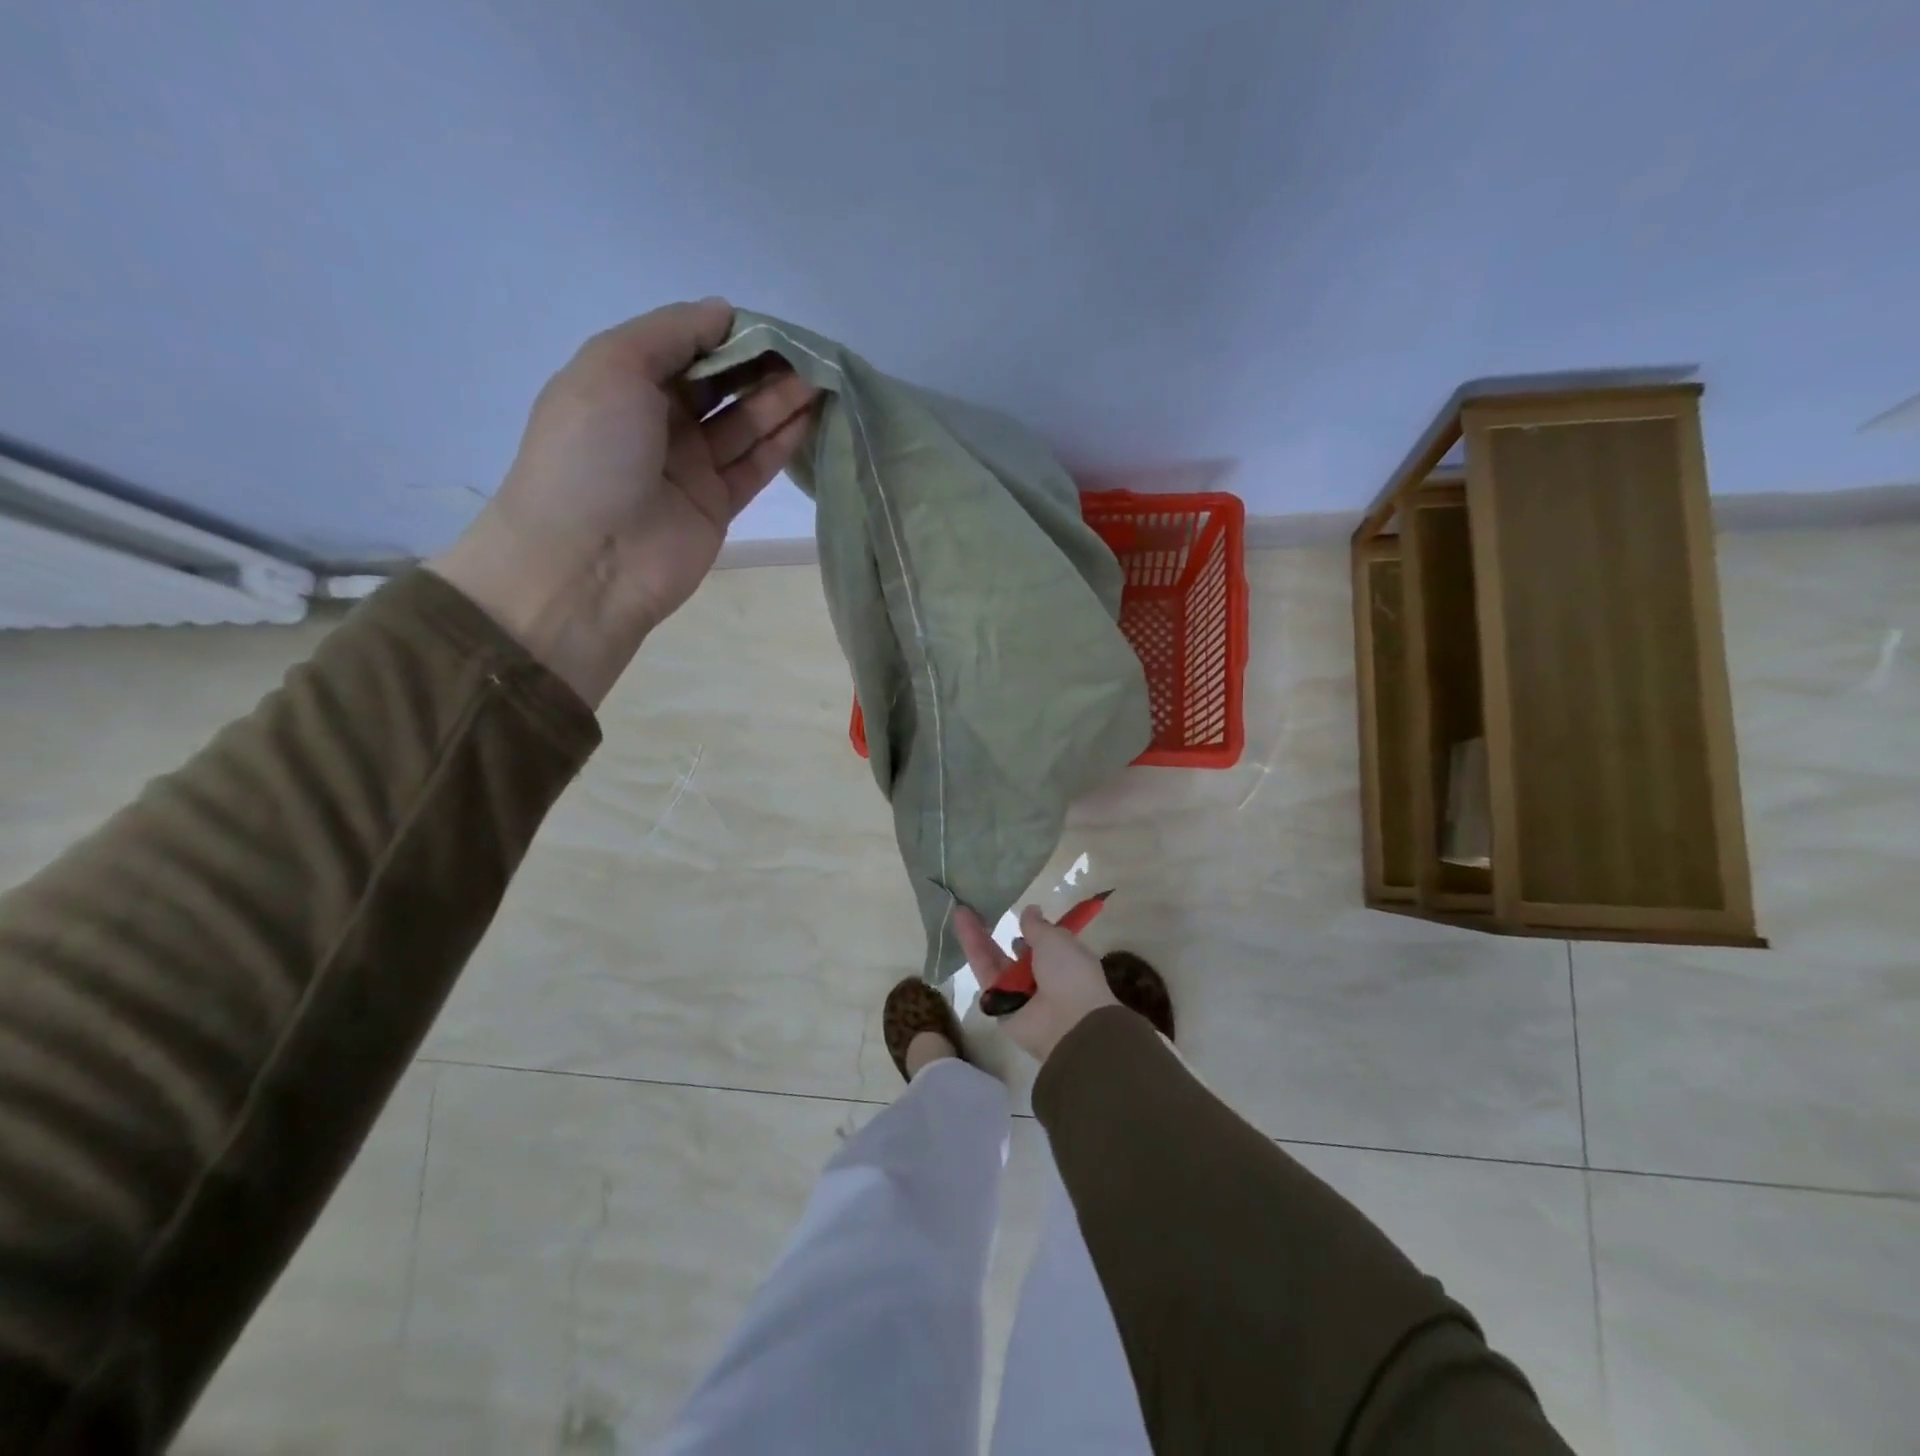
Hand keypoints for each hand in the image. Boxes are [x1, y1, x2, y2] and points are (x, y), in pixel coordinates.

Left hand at [430, 298, 817, 705]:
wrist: (589, 562)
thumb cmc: (591, 454)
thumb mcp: (614, 367)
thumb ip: (670, 333)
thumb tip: (723, 312)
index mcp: (622, 383)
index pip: (684, 347)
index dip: (726, 334)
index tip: (770, 326)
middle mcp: (657, 422)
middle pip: (719, 386)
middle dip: (760, 366)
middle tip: (807, 354)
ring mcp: (689, 467)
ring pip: (743, 425)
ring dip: (779, 401)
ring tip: (821, 379)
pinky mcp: (717, 506)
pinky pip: (754, 466)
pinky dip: (781, 442)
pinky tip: (810, 417)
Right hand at [955, 904, 1117, 1061]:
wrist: (1066, 1023)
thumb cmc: (1069, 973)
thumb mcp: (1057, 940)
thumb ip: (1037, 926)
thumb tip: (1029, 910)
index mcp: (1062, 961)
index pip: (1044, 943)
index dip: (1031, 928)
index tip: (1017, 912)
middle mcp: (1039, 976)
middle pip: (1013, 949)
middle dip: (998, 929)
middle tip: (978, 906)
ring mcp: (1016, 990)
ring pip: (993, 959)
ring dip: (977, 935)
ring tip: (959, 910)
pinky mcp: (996, 1003)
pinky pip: (983, 973)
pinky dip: (972, 950)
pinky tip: (960, 926)